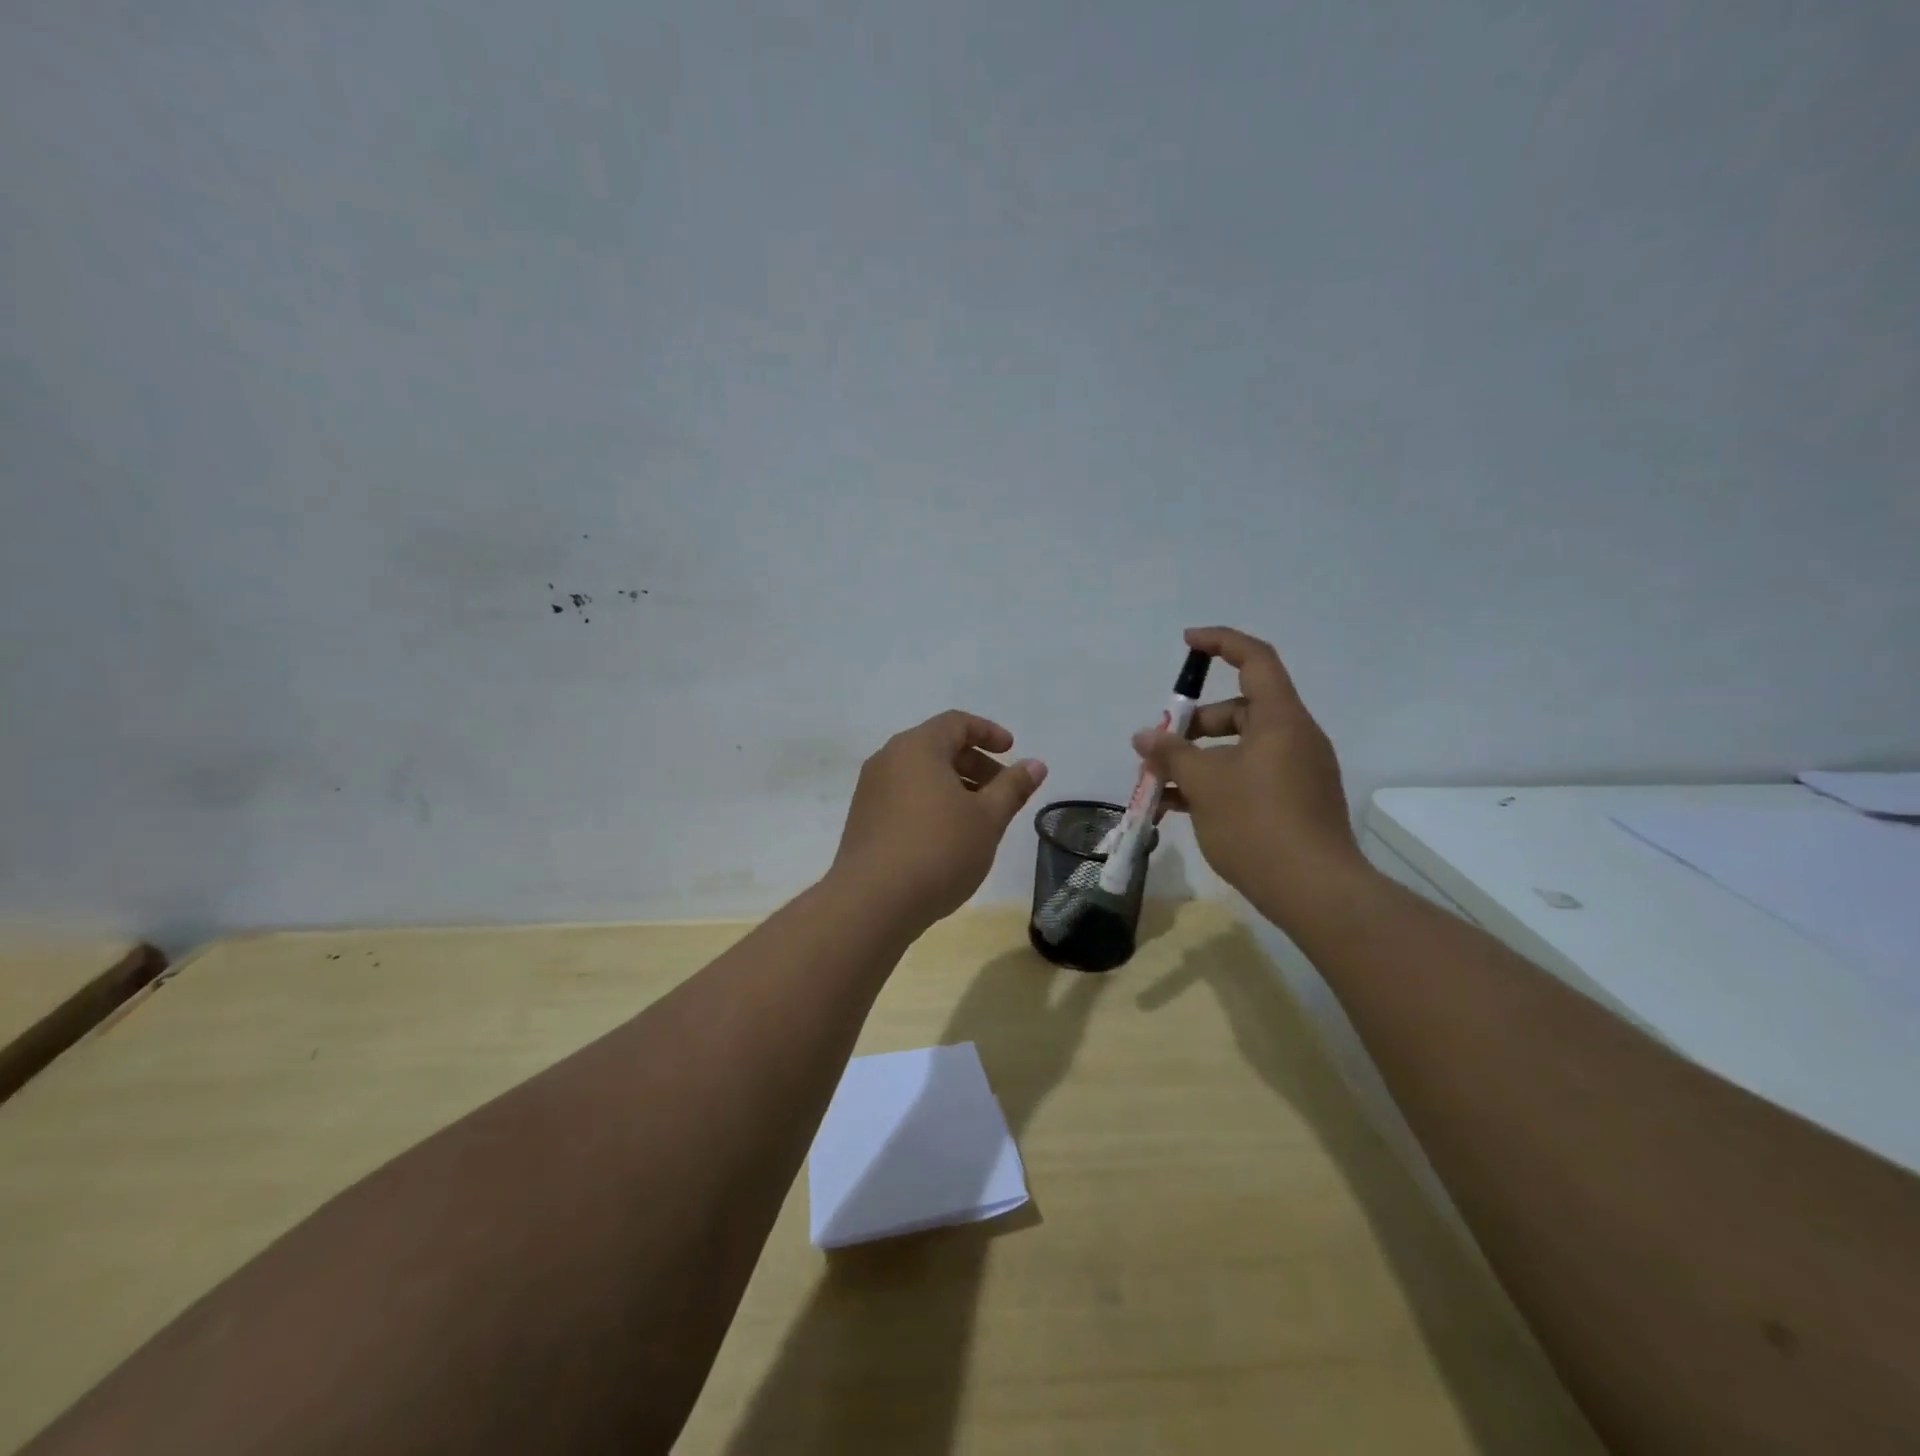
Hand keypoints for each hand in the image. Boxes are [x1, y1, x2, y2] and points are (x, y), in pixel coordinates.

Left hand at [831, 710, 1048, 931]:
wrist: (872, 902)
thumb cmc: (938, 850)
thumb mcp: (987, 819)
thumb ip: (1013, 787)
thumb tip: (1036, 764)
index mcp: (917, 747)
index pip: (956, 723)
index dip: (989, 732)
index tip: (1012, 751)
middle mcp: (888, 759)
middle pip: (938, 746)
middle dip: (975, 763)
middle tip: (1003, 792)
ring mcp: (871, 789)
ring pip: (920, 774)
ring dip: (955, 786)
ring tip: (979, 818)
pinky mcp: (863, 818)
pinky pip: (904, 795)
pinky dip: (931, 802)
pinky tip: (948, 836)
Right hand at [1134, 627, 1366, 925]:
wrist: (1315, 892)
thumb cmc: (1257, 824)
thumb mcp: (1204, 783)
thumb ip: (1171, 753)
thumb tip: (1143, 736)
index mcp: (1281, 719)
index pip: (1255, 659)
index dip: (1221, 642)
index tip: (1187, 643)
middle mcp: (1294, 738)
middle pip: (1240, 710)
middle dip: (1194, 724)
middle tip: (1159, 747)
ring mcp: (1297, 772)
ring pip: (1239, 749)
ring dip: (1198, 759)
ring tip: (1159, 784)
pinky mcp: (1295, 802)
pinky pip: (1249, 776)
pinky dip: (1216, 782)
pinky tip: (1179, 808)